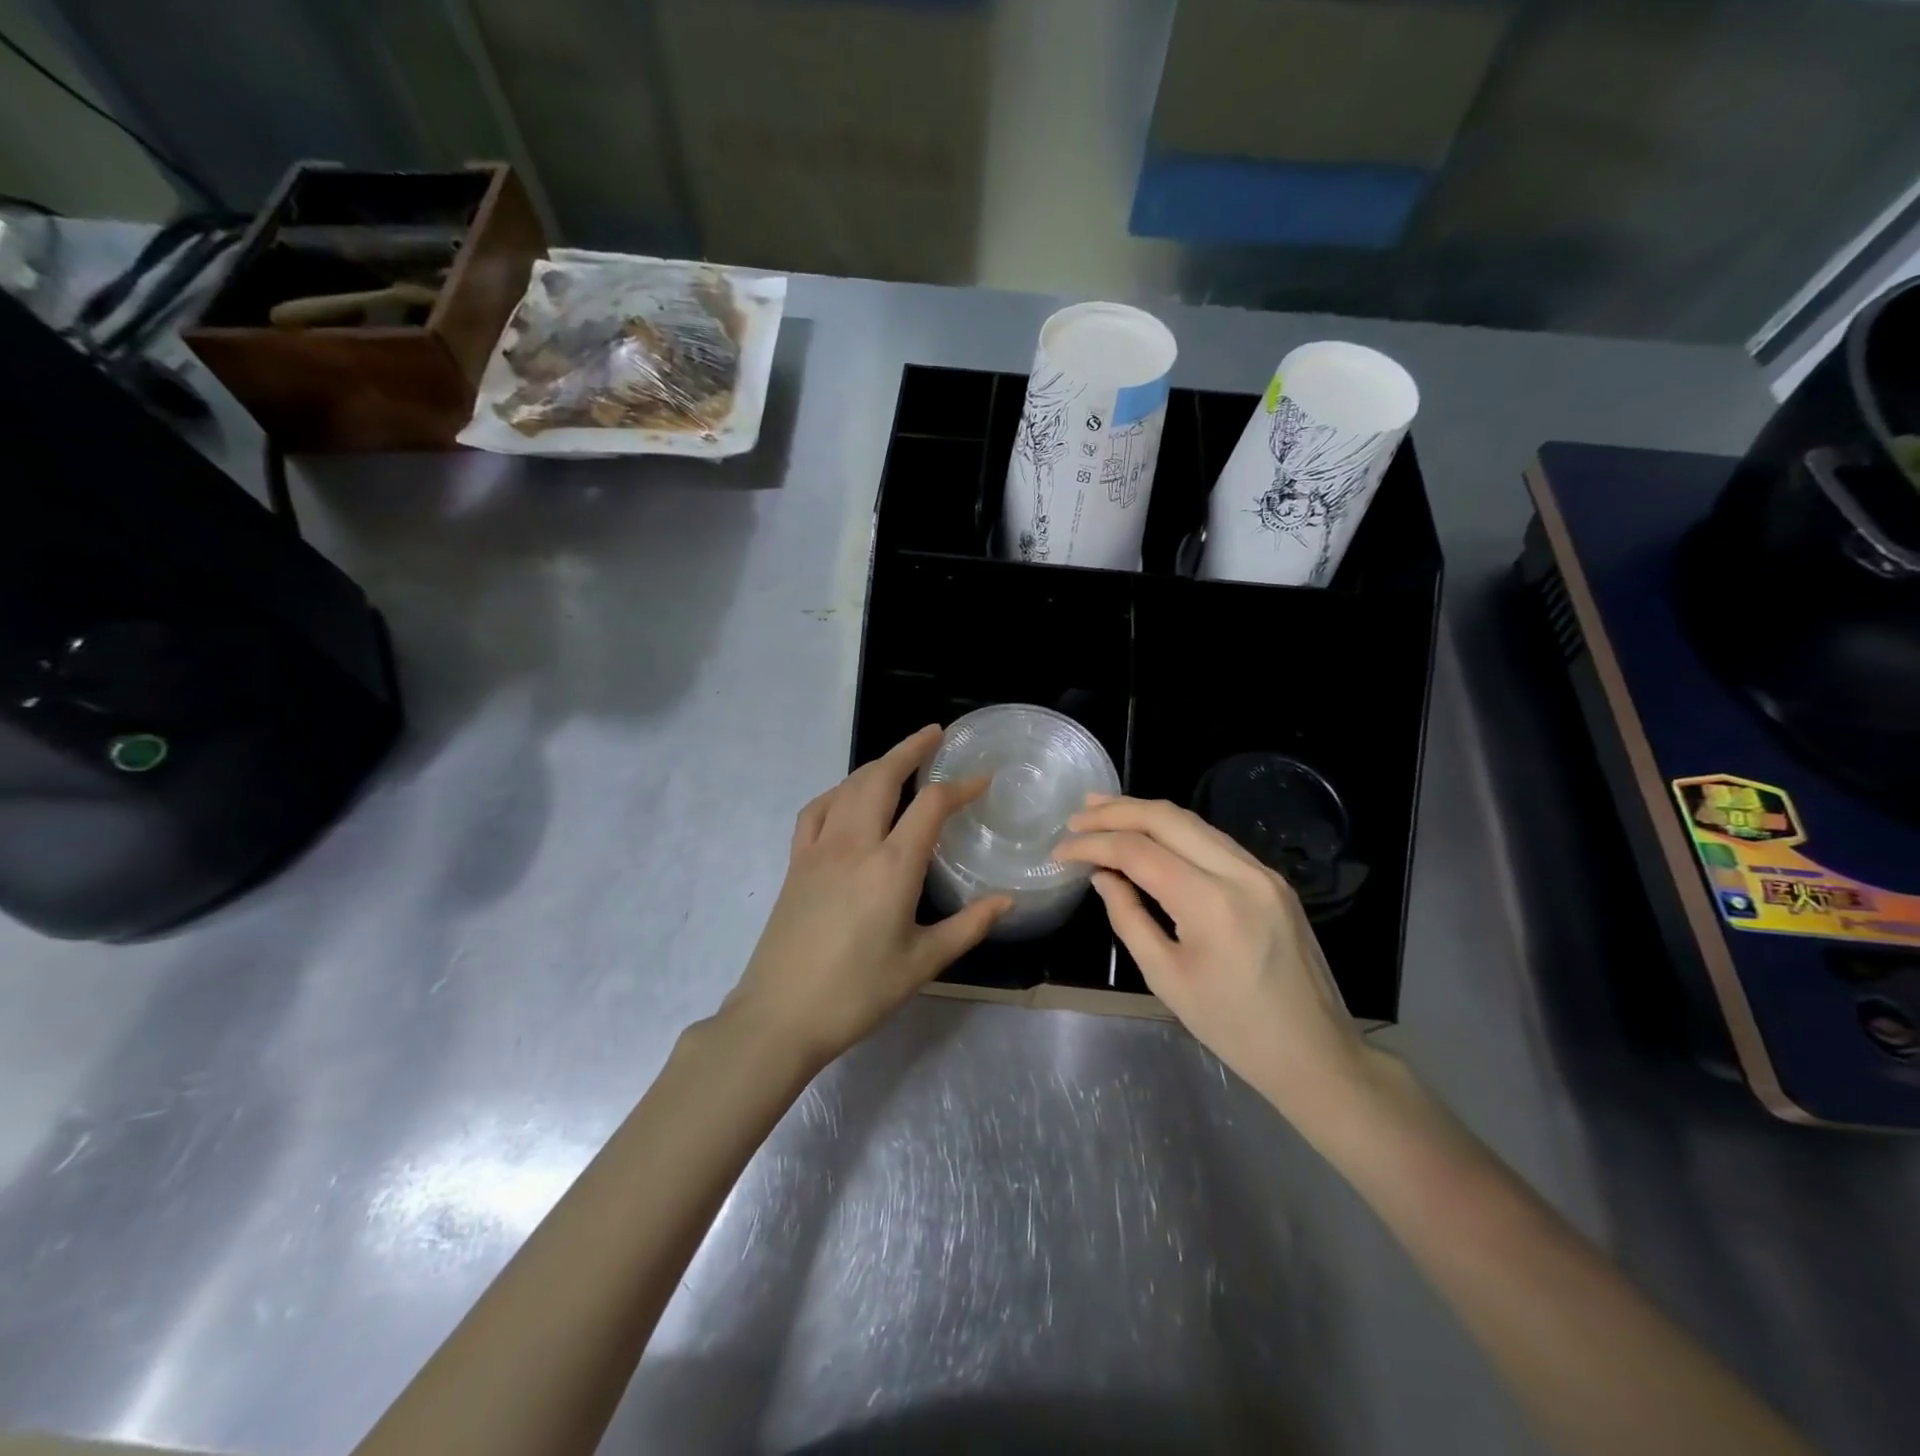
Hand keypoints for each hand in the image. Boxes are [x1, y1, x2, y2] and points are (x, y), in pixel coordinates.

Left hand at [722, 726, 1011, 1067]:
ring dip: (876, 764)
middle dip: (910, 749)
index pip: (931, 805)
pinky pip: (817, 810)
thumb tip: (1007, 900)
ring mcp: (819, 849)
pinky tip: (847, 797)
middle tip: (934, 735)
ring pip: (848, 787)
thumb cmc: (858, 993)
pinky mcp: (796, 862)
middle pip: (882, 776)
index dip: (960, 786)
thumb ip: (968, 926)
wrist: (781, 1014)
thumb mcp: (922, 963)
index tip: (982, 780)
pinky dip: (838, 791)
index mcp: (892, 867)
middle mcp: (855, 844)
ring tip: (899, 760)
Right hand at [1056, 795, 1371, 1127]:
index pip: (1138, 852)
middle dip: (1116, 811)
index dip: (1093, 844)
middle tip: (1076, 814)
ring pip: (1192, 821)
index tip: (1060, 850)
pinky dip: (1173, 831)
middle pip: (1167, 818)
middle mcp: (1240, 873)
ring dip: (1144, 813)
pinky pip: (1212, 840)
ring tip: (1102, 810)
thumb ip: (1128, 918)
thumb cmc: (1233, 1028)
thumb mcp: (1166, 978)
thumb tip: (1102, 876)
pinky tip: (1149, 834)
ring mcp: (1262, 871)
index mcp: (1211, 904)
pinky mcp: (1271, 878)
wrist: (1315, 1052)